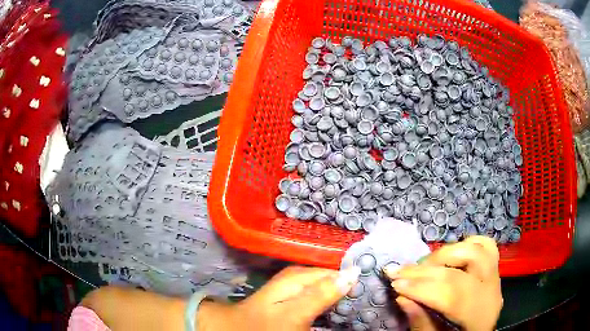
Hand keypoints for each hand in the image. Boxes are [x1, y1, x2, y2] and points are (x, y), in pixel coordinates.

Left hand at [198, 265, 360, 330]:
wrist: (239, 329)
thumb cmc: (265, 324)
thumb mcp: (295, 312)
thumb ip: (322, 293)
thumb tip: (353, 272)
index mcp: (300, 275)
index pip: (338, 270)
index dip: (355, 278)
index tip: (372, 289)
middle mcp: (300, 277)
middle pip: (334, 277)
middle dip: (350, 286)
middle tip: (368, 298)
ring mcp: (297, 287)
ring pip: (328, 286)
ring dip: (342, 294)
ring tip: (358, 303)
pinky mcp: (296, 298)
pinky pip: (320, 295)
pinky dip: (331, 300)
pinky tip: (339, 307)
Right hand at [385, 236, 502, 330]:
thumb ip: (421, 323)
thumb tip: (402, 298)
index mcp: (480, 316)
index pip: (453, 294)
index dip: (423, 288)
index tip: (395, 284)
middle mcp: (492, 291)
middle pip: (462, 268)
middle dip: (426, 269)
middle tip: (399, 273)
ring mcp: (495, 275)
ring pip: (475, 249)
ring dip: (444, 254)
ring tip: (422, 266)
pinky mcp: (494, 267)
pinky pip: (485, 245)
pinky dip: (465, 245)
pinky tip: (448, 255)